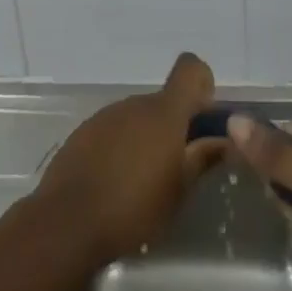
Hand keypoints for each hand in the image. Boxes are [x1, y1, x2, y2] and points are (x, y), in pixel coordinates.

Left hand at [35, 53, 225, 263]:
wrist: (67, 221)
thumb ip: (202, 159)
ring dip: (146, 138)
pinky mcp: (84, 132)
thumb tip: (224, 140)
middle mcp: (135, 104)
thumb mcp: (179, 191)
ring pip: (138, 117)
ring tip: (143, 181)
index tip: (203, 115)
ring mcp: (106, 115)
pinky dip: (121, 147)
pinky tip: (115, 183)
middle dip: (174, 126)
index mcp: (164, 112)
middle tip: (177, 165)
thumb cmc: (133, 208)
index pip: (190, 68)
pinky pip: (114, 130)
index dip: (201, 83)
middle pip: (163, 101)